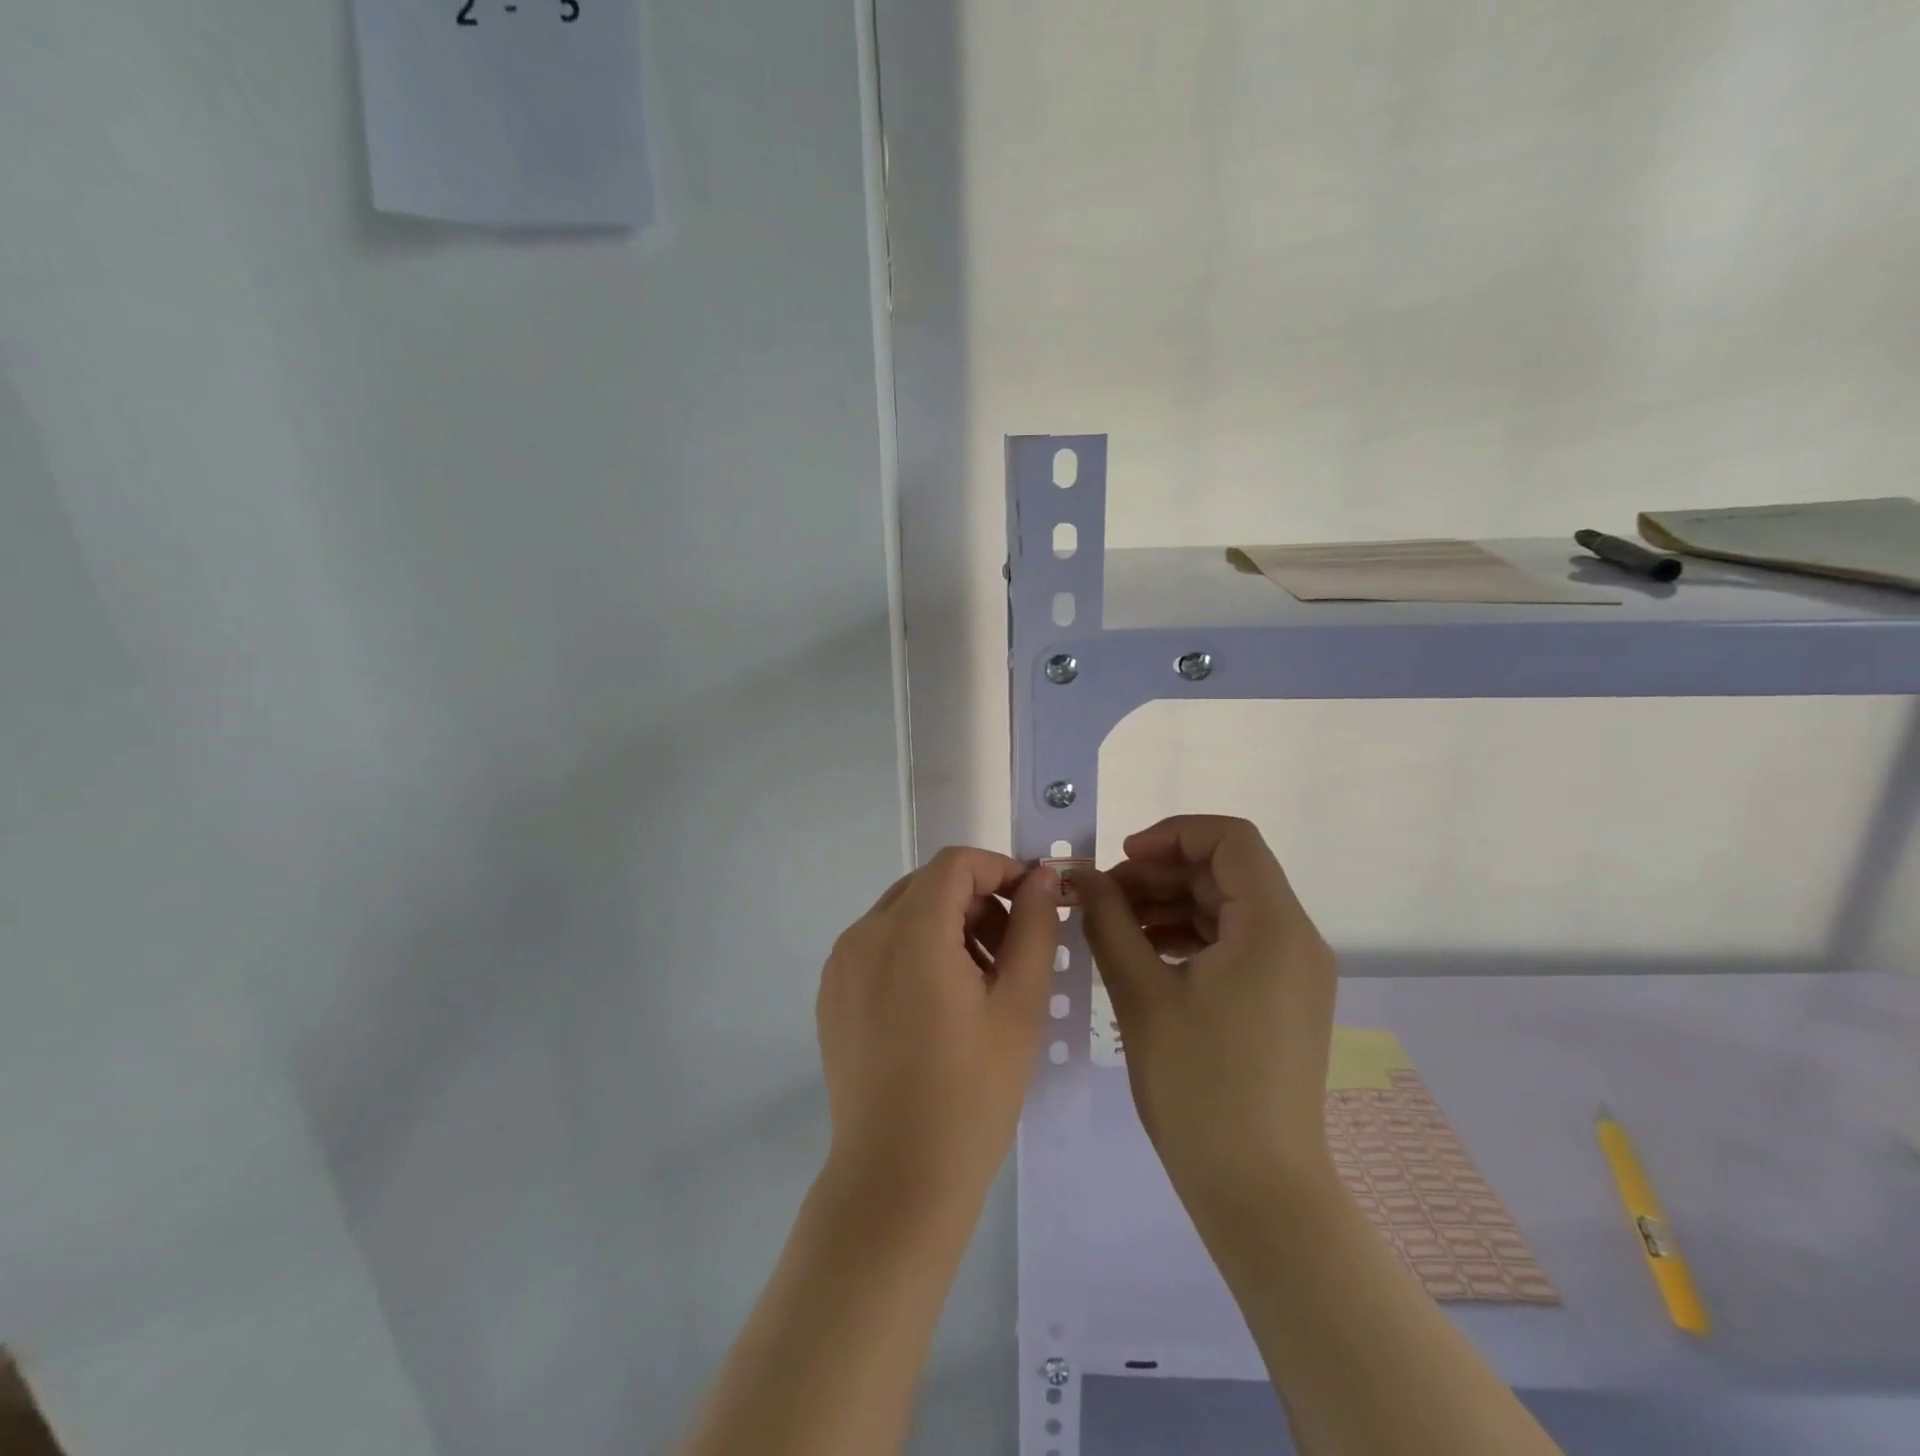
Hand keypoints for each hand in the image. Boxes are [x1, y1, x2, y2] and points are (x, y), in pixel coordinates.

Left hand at [815, 848, 1059, 1241]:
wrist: (897, 1180)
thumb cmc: (971, 1093)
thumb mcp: (1018, 1005)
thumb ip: (1034, 927)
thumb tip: (1042, 877)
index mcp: (909, 930)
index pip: (956, 864)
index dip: (1001, 871)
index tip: (1033, 904)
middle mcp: (864, 934)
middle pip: (928, 886)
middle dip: (977, 902)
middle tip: (1012, 953)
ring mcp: (841, 965)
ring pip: (903, 914)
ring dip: (947, 927)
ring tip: (980, 984)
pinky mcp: (832, 994)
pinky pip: (879, 946)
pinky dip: (915, 951)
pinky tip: (938, 1005)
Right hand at [1077, 816, 1338, 1213]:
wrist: (1259, 1193)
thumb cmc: (1199, 1086)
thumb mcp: (1141, 992)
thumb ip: (1108, 921)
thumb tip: (1081, 877)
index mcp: (1273, 925)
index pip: (1230, 839)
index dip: (1172, 835)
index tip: (1121, 861)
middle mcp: (1294, 938)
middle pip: (1226, 873)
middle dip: (1160, 874)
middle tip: (1103, 899)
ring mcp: (1293, 973)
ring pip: (1226, 908)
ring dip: (1169, 905)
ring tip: (1114, 928)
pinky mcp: (1282, 1001)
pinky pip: (1233, 944)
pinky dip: (1187, 937)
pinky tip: (1143, 956)